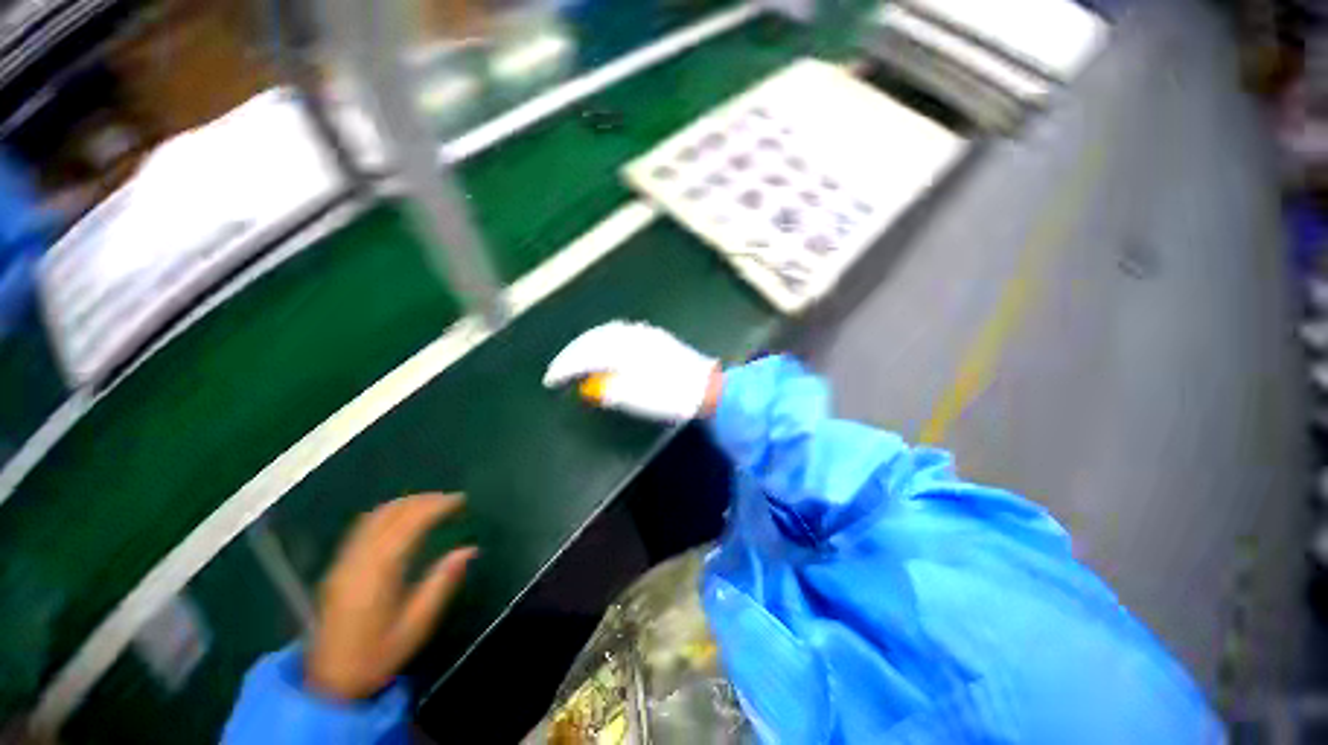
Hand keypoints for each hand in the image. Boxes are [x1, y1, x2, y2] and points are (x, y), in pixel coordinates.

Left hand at [307, 493, 476, 700]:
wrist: (328, 683)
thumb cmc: (376, 656)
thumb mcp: (415, 626)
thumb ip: (442, 584)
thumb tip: (470, 550)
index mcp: (378, 572)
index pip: (410, 523)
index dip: (437, 506)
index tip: (461, 500)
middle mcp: (358, 559)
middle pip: (391, 513)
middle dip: (424, 500)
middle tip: (451, 500)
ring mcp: (343, 562)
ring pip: (375, 516)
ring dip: (406, 503)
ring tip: (432, 504)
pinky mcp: (338, 567)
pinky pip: (364, 526)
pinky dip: (389, 513)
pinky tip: (402, 519)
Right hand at [543, 321, 721, 422]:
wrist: (707, 388)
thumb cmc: (673, 398)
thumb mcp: (638, 399)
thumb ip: (610, 390)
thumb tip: (590, 385)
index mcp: (626, 350)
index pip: (586, 355)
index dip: (565, 367)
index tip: (551, 381)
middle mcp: (632, 336)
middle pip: (593, 339)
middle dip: (572, 353)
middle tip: (558, 370)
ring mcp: (645, 334)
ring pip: (605, 333)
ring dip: (586, 344)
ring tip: (574, 359)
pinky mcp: (654, 337)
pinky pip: (619, 333)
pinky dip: (602, 341)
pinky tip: (601, 349)